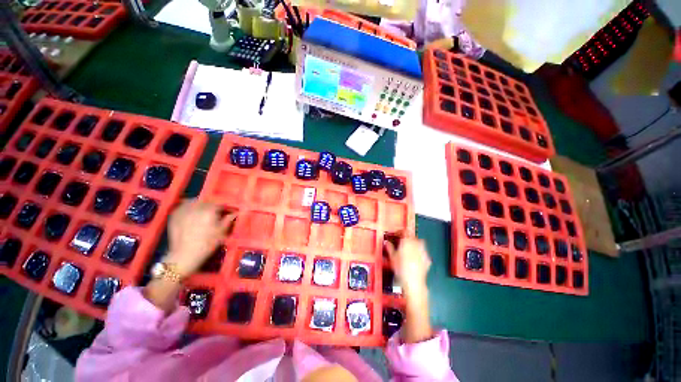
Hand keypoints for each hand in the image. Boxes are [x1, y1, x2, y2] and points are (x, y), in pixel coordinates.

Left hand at [165, 199, 236, 277]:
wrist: (185, 255)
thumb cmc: (207, 243)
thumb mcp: (222, 232)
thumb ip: (229, 219)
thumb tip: (236, 212)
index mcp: (210, 210)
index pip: (221, 203)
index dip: (226, 207)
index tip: (229, 212)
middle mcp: (196, 206)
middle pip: (208, 201)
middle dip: (213, 205)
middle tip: (216, 213)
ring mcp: (183, 210)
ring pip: (195, 201)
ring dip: (201, 204)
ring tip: (204, 212)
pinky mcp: (175, 214)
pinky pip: (183, 205)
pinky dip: (189, 206)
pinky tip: (192, 212)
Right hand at [385, 236, 433, 342]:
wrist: (414, 283)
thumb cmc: (400, 269)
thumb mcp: (392, 258)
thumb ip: (389, 248)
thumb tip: (386, 242)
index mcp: (406, 242)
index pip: (405, 232)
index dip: (401, 232)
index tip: (397, 234)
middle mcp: (416, 244)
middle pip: (413, 236)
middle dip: (408, 237)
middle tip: (403, 242)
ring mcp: (423, 251)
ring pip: (420, 242)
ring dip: (415, 243)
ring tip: (410, 249)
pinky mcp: (428, 259)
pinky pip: (424, 252)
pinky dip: (420, 252)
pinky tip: (416, 258)